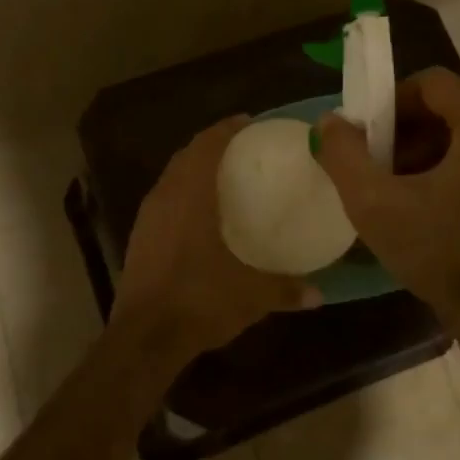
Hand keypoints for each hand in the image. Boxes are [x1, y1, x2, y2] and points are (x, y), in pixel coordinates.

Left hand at [114, 115, 321, 368]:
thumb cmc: (198, 301)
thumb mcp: (250, 296)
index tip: (248, 122)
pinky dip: (182, 192)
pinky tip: (199, 212)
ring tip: (222, 174)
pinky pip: (164, 199)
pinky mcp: (139, 238)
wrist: (144, 338)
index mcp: (190, 196)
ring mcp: (147, 218)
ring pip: (172, 177)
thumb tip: (319, 293)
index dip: (226, 129)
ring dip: (194, 168)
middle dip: (211, 145)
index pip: (206, 146)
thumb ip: (286, 289)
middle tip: (240, 147)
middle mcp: (165, 197)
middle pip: (186, 156)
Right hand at [315, 69, 459, 378]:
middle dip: (410, 128)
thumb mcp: (374, 204)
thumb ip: (343, 153)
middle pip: (452, 102)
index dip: (391, 104)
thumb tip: (330, 121)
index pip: (431, 83)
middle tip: (384, 165)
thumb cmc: (439, 255)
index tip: (371, 140)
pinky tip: (436, 195)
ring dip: (432, 144)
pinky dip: (458, 158)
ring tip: (405, 183)